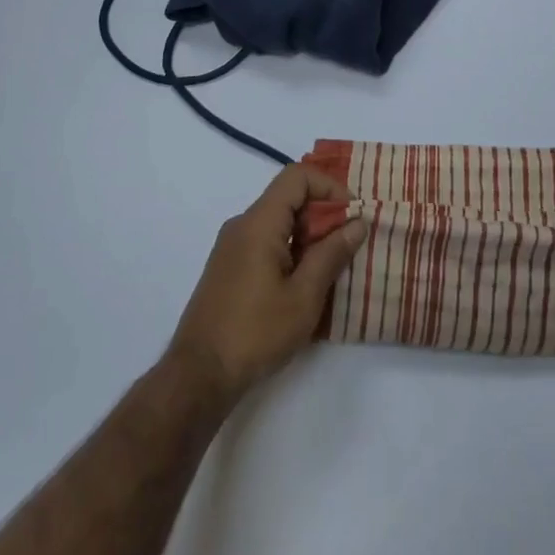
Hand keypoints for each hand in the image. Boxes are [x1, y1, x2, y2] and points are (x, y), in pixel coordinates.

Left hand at [167, 165, 367, 405]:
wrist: (197, 378)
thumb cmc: (255, 334)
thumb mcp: (304, 297)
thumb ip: (332, 254)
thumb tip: (357, 222)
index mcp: (259, 223)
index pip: (297, 176)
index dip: (329, 186)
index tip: (352, 215)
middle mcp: (242, 225)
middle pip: (288, 197)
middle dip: (323, 214)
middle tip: (348, 245)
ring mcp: (231, 247)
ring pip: (278, 221)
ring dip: (308, 235)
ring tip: (331, 268)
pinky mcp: (228, 268)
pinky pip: (266, 241)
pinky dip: (290, 250)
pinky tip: (304, 284)